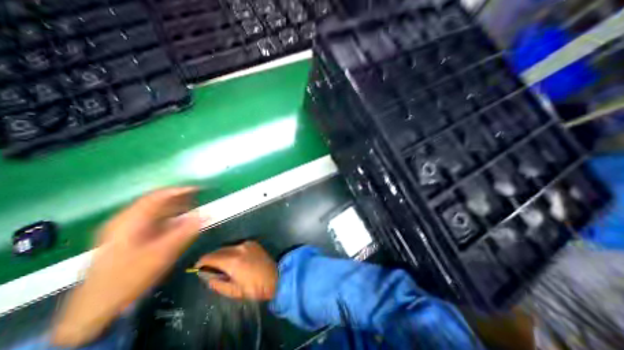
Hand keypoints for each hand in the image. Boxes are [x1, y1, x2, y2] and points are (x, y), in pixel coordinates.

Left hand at [52, 188, 201, 345]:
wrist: (96, 307)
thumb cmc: (130, 277)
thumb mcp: (162, 253)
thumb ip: (185, 232)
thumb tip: (205, 215)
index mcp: (130, 221)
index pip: (157, 196)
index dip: (179, 190)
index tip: (198, 189)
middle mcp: (125, 220)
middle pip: (155, 202)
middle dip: (179, 199)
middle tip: (198, 199)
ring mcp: (124, 229)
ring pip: (154, 211)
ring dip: (174, 208)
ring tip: (193, 208)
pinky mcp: (127, 237)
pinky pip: (152, 221)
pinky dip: (168, 218)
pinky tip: (179, 223)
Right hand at [194, 241, 277, 300]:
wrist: (275, 277)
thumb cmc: (253, 288)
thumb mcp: (232, 291)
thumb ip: (216, 282)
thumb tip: (205, 275)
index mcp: (232, 260)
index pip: (210, 257)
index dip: (201, 262)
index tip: (197, 268)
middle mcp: (239, 248)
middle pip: (218, 250)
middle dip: (211, 258)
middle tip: (209, 268)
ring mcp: (247, 244)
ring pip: (228, 247)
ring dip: (222, 254)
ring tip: (222, 264)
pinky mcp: (253, 243)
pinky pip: (237, 245)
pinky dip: (232, 251)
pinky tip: (235, 259)